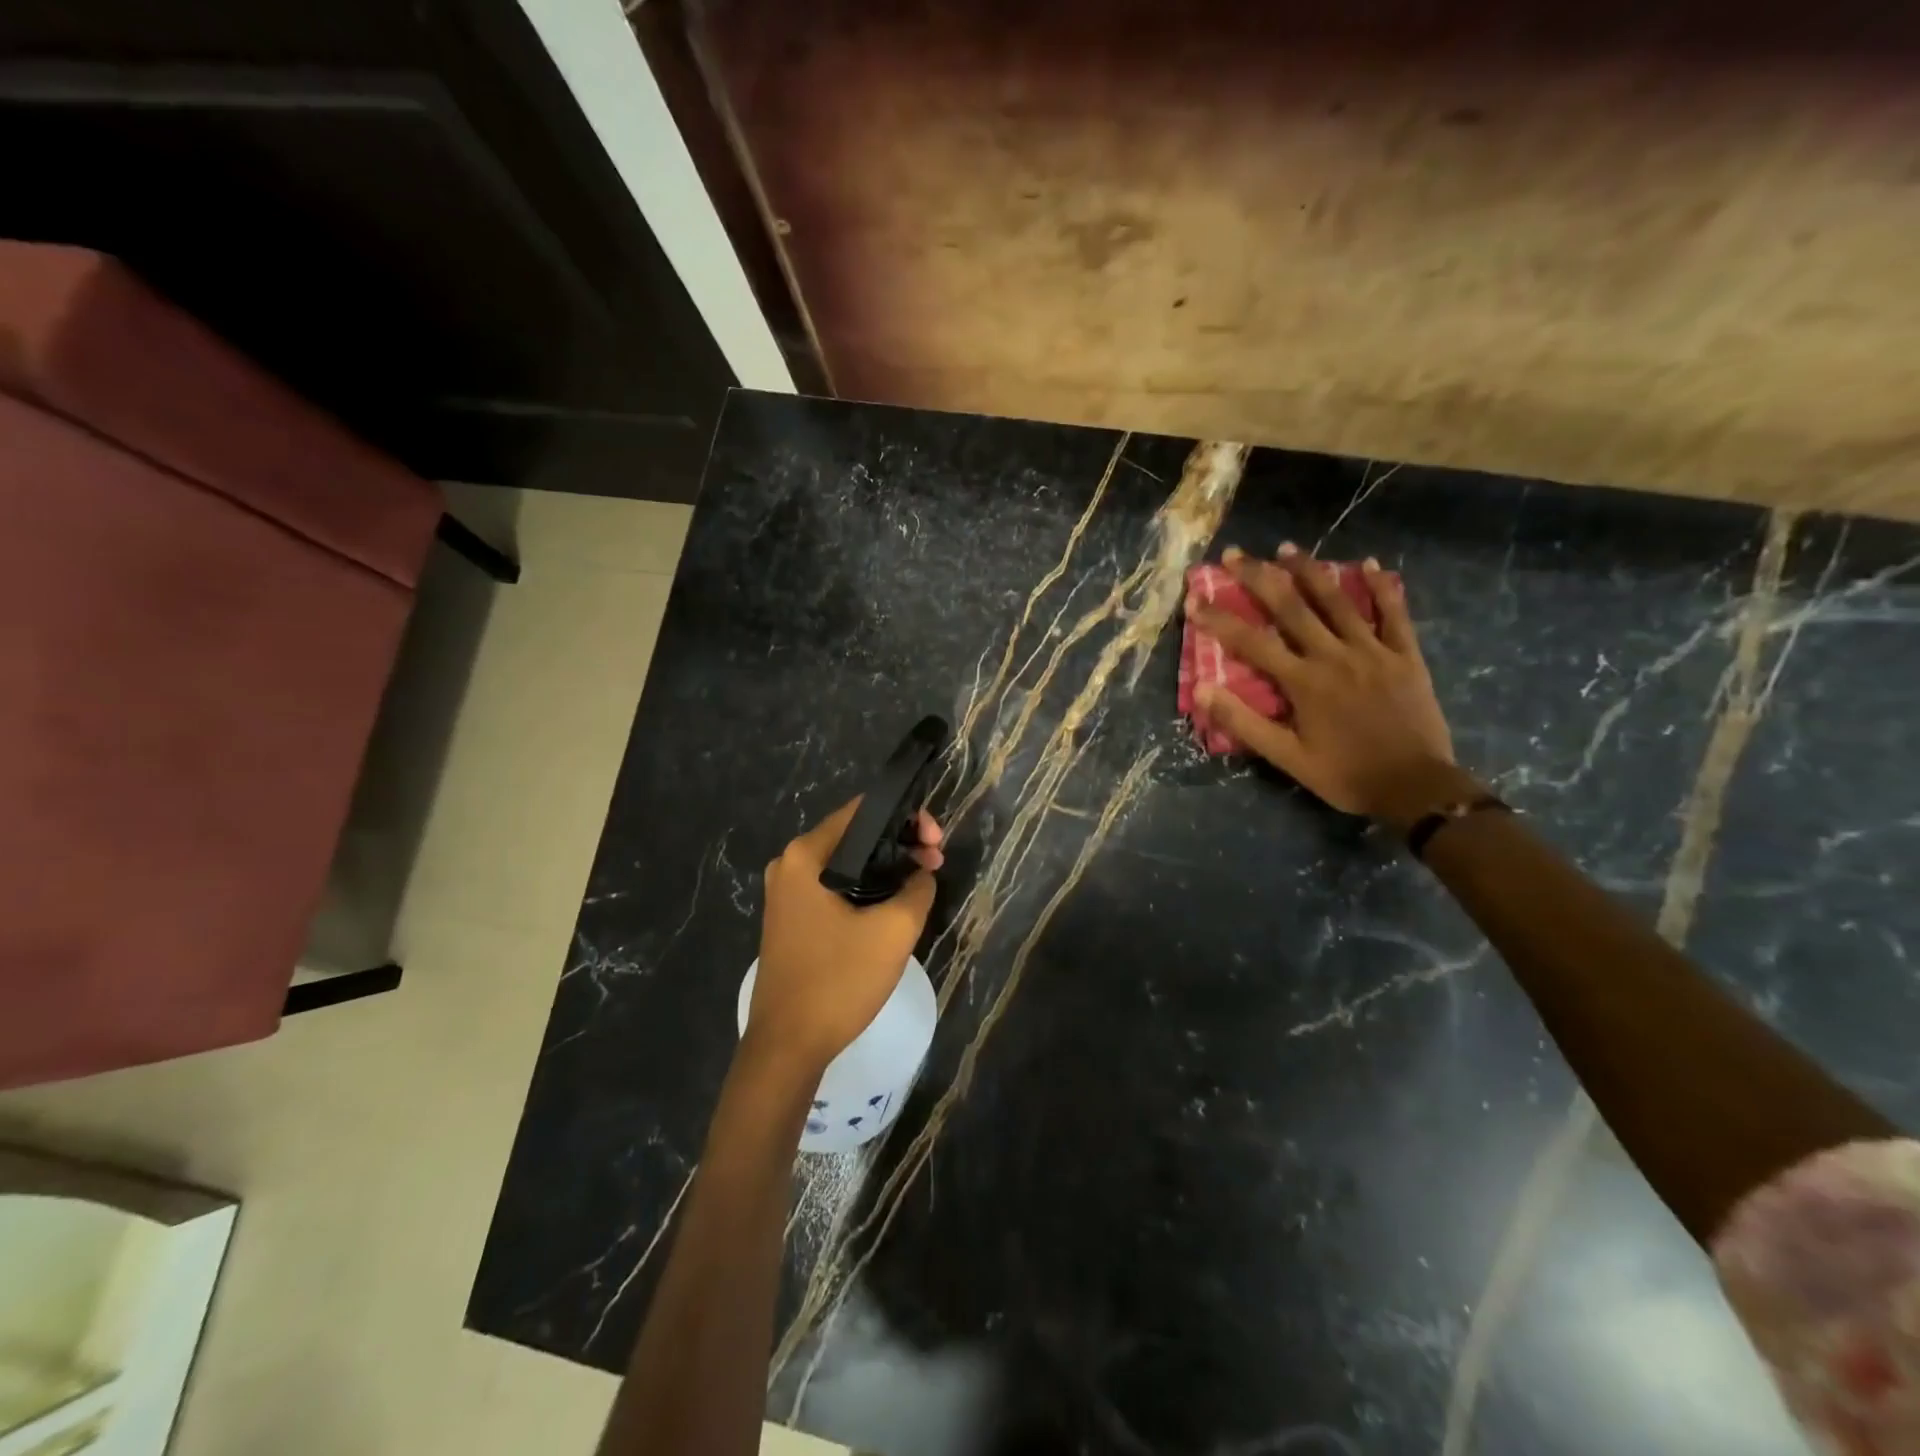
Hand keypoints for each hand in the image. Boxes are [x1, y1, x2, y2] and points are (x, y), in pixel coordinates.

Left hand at [747, 801, 942, 1074]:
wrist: (787, 1046)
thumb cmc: (838, 981)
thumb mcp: (893, 931)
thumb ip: (917, 889)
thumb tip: (922, 874)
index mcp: (806, 855)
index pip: (863, 810)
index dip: (907, 817)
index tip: (936, 843)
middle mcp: (790, 865)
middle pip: (855, 835)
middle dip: (899, 843)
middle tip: (935, 864)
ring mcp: (787, 893)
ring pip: (847, 863)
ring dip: (885, 868)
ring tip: (921, 884)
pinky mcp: (792, 918)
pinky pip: (835, 887)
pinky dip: (866, 889)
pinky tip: (892, 905)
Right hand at [1187, 544, 1457, 821]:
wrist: (1416, 787)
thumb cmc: (1345, 775)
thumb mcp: (1287, 758)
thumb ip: (1244, 722)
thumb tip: (1202, 691)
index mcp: (1303, 682)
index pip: (1251, 642)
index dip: (1219, 618)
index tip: (1194, 598)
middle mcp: (1334, 656)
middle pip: (1291, 608)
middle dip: (1259, 578)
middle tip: (1235, 554)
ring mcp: (1373, 651)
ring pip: (1337, 602)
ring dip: (1309, 572)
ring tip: (1287, 548)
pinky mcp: (1405, 655)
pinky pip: (1393, 614)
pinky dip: (1381, 588)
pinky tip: (1368, 565)